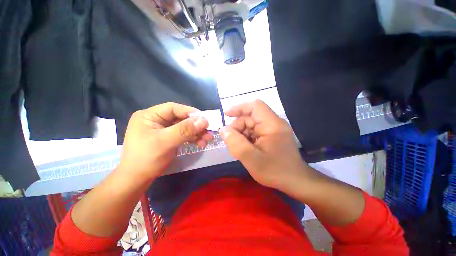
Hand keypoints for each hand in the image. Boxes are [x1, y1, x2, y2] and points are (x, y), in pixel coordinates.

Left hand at [118, 102, 212, 180]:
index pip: (173, 109)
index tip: (205, 119)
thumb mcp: (166, 142)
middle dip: (196, 126)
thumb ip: (185, 130)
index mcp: (150, 116)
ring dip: (197, 133)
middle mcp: (157, 120)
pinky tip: (201, 143)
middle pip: (181, 119)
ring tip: (208, 140)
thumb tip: (204, 120)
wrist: (137, 180)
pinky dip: (193, 139)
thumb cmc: (146, 159)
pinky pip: (183, 135)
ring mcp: (164, 130)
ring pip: (184, 127)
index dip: (190, 112)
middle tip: (209, 131)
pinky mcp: (169, 139)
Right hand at [219, 100, 309, 191]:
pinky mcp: (272, 135)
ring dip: (242, 133)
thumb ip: (235, 143)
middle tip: (230, 141)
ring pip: (251, 125)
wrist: (295, 181)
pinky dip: (247, 137)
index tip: (226, 115)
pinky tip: (245, 148)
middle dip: (238, 126)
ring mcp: (273, 129)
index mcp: (272, 124)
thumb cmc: (275, 171)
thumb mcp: (251, 159)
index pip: (255, 106)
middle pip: (251, 117)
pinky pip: (255, 131)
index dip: (239, 108)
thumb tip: (223, 130)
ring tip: (238, 147)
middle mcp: (274, 123)